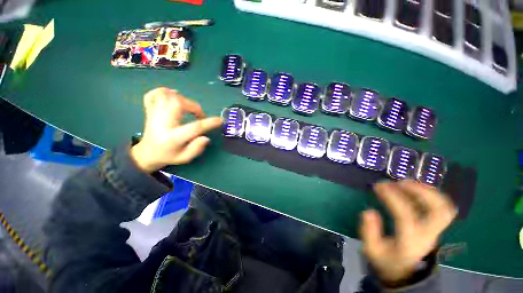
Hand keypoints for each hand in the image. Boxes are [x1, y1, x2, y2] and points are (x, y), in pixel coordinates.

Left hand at [130, 87, 221, 172]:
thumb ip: (196, 149)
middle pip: (178, 104)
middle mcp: (162, 123)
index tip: (220, 120)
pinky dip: (162, 91)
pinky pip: (152, 95)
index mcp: (173, 137)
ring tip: (187, 106)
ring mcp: (154, 115)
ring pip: (166, 96)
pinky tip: (171, 95)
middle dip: (193, 106)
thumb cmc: (168, 156)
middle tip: (199, 115)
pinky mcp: (149, 111)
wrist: (147, 153)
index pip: (194, 127)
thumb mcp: (184, 158)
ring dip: (181, 98)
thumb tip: (206, 137)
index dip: (210, 122)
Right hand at [360, 180, 456, 285]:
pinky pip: (441, 208)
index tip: (379, 186)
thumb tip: (369, 211)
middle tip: (401, 182)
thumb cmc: (387, 260)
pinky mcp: (434, 227)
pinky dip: (432, 195)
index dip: (393, 198)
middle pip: (439, 212)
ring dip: (428, 191)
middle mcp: (427, 236)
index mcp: (410, 243)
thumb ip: (369, 232)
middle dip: (421, 192)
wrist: (404, 271)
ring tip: (408, 182)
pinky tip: (416, 188)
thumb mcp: (372, 250)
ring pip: (444, 208)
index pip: (406, 216)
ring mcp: (434, 231)